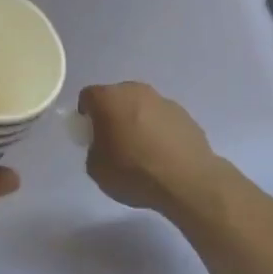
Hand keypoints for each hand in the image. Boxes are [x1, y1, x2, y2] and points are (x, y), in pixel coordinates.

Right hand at [79, 82, 221, 217]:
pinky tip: (162, 155)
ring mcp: (164, 101)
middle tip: (113, 140)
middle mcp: (136, 92)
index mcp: (109, 99)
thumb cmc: (134, 172)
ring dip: (137, 121)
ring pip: (141, 106)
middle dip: (112, 114)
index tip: (89, 134)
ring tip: (141, 150)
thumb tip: (104, 145)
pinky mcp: (186, 115)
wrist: (187, 181)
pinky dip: (158, 131)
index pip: (88, 96)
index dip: (85, 114)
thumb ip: (94, 148)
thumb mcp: (96, 168)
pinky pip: (162, 119)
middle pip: (116, 97)